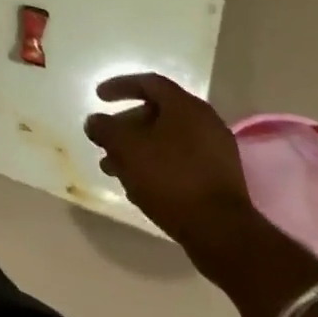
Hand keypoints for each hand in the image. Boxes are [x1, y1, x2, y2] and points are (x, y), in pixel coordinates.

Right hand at [83, 73, 257, 259]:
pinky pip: (181, 161)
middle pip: (157, 113)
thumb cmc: (169, 178)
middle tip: (105, 140)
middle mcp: (206, 123)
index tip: (98, 97)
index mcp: (186, 107)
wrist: (222, 233)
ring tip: (114, 169)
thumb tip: (95, 122)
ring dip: (138, 149)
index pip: (149, 83)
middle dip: (125, 126)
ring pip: (167, 140)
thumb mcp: (124, 147)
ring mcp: (217, 153)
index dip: (120, 85)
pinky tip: (139, 185)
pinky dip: (157, 165)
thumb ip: (104, 128)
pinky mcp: (221, 180)